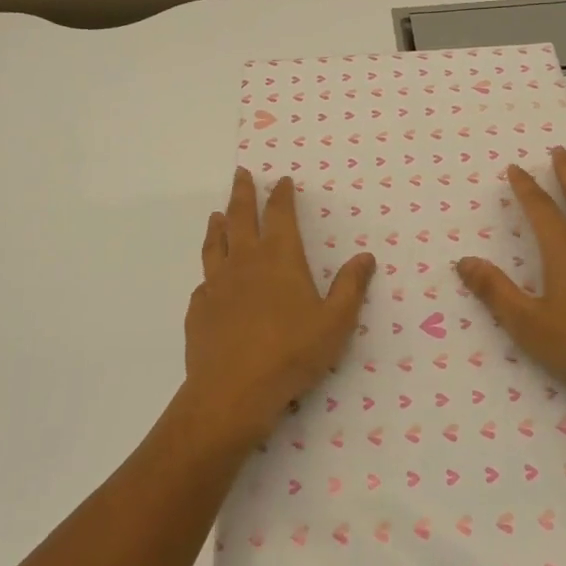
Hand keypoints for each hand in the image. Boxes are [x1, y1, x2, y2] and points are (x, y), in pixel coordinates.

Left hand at [185, 167, 375, 444]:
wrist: (233, 391)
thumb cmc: (292, 353)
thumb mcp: (335, 323)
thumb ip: (350, 287)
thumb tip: (365, 257)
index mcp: (280, 258)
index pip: (280, 214)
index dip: (282, 195)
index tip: (281, 180)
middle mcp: (245, 261)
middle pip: (240, 216)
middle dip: (243, 193)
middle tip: (241, 174)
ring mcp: (217, 283)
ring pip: (216, 243)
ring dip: (218, 224)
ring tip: (217, 214)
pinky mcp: (199, 308)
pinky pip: (204, 280)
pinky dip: (209, 270)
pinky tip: (210, 277)